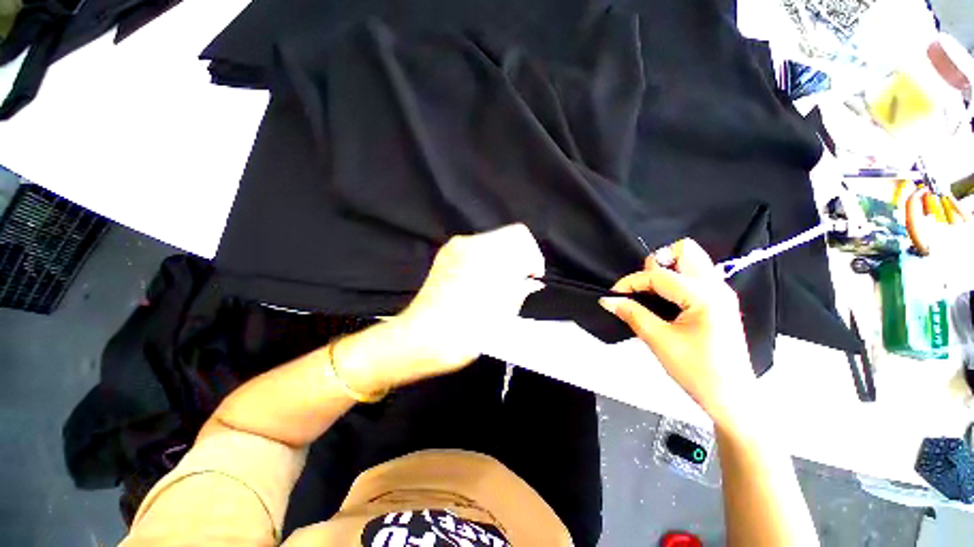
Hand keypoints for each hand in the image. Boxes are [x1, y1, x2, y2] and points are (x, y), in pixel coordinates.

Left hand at [336, 224, 544, 393]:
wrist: (422, 339)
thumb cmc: (467, 329)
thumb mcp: (503, 311)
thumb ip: (520, 288)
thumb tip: (529, 280)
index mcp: (487, 252)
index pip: (519, 235)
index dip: (532, 255)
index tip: (532, 276)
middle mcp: (469, 242)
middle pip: (504, 238)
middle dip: (517, 258)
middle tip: (518, 284)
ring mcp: (453, 249)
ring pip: (489, 245)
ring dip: (501, 261)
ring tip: (499, 287)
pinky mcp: (443, 257)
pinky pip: (473, 252)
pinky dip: (485, 263)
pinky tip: (481, 285)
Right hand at [599, 239, 756, 427]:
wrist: (732, 398)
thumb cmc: (697, 372)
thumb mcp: (659, 341)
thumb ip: (632, 314)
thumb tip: (608, 300)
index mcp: (704, 296)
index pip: (659, 275)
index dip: (631, 282)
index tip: (613, 294)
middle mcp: (717, 286)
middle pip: (685, 250)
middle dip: (657, 262)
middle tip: (642, 287)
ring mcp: (722, 292)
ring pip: (692, 260)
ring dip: (667, 269)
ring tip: (651, 292)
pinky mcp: (720, 301)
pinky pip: (695, 274)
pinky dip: (676, 278)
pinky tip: (665, 299)